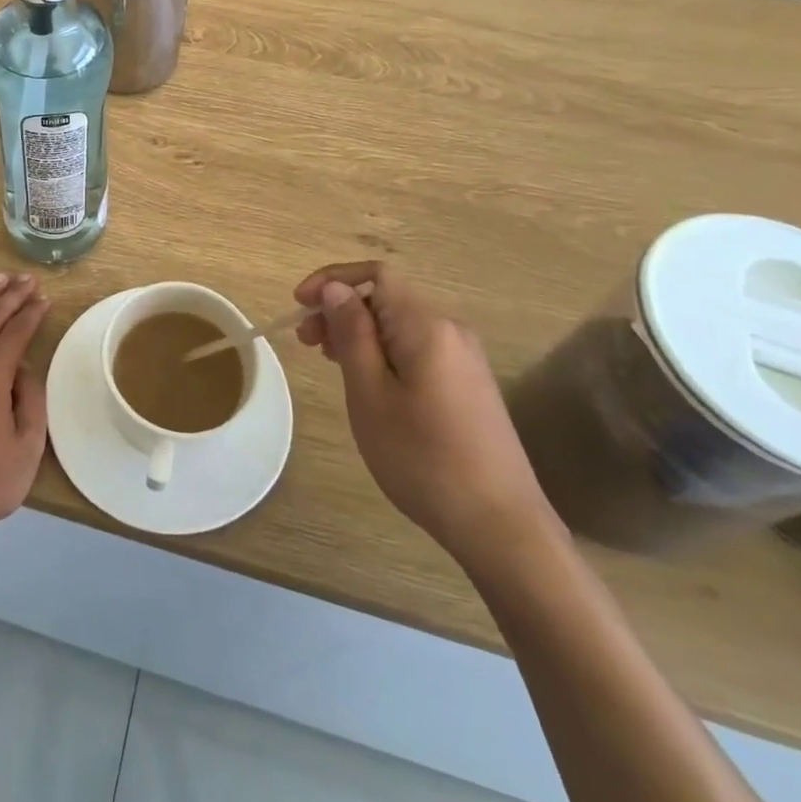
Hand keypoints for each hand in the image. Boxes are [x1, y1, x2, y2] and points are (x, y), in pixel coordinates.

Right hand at [294, 262, 560, 577]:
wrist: (501, 527)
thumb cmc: (423, 459)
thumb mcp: (370, 394)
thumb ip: (351, 334)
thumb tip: (335, 288)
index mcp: (426, 326)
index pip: (375, 274)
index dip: (332, 279)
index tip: (298, 304)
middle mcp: (451, 330)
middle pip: (387, 298)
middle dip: (341, 309)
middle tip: (306, 342)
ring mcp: (465, 358)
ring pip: (400, 324)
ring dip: (360, 332)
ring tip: (330, 363)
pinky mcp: (470, 384)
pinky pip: (417, 347)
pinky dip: (384, 351)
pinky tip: (369, 383)